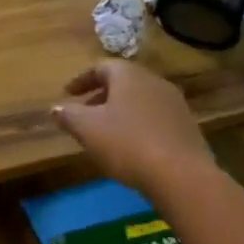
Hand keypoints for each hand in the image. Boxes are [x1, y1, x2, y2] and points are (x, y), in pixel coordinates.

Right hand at [52, 62, 213, 194]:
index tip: (67, 94)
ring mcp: (175, 104)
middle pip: (122, 82)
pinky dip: (139, 125)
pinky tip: (133, 147)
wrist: (183, 177)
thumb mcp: (87, 129)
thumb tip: (55, 107)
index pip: (100, 67)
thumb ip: (69, 115)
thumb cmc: (128, 144)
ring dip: (121, 111)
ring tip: (107, 132)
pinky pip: (156, 118)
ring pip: (140, 100)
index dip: (81, 80)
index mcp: (128, 75)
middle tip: (85, 113)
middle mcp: (153, 81)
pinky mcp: (188, 127)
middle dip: (101, 96)